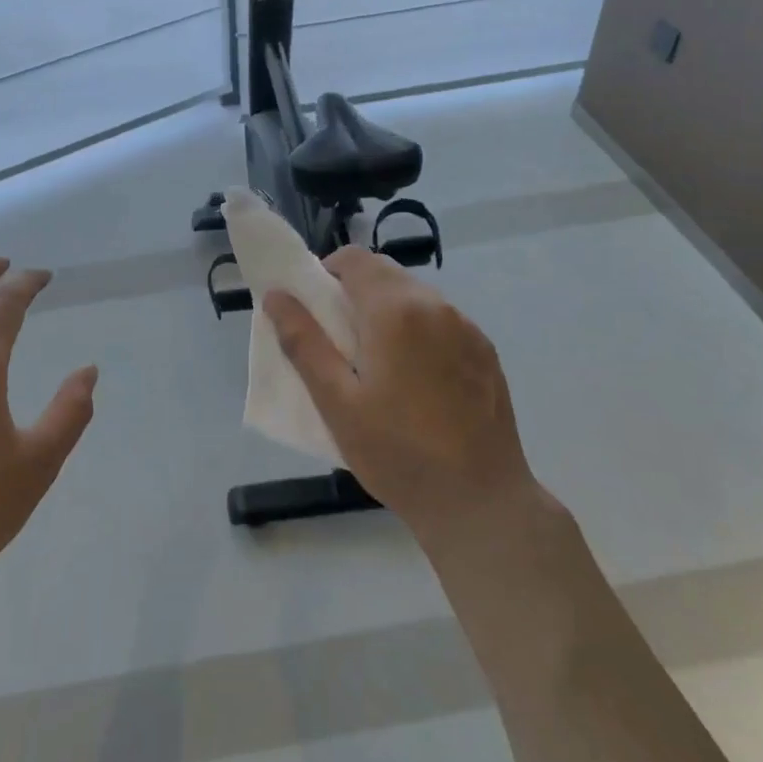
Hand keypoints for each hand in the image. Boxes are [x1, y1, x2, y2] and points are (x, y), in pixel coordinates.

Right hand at [262, 248, 538, 552]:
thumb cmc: (397, 452)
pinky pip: (441, 322)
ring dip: (388, 312)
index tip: (314, 309)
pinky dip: (418, 332)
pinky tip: (416, 382)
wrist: (481, 503)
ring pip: (415, 297)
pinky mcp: (486, 352)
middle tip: (338, 343)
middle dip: (354, 293)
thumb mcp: (336, 401)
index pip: (354, 258)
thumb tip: (276, 295)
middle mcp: (436, 305)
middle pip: (385, 274)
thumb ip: (303, 342)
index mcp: (395, 310)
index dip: (326, 272)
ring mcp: (467, 328)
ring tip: (377, 365)